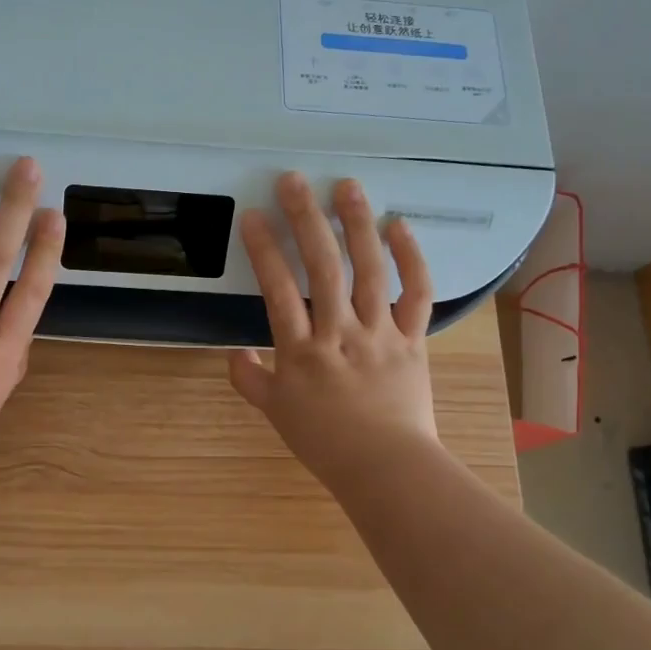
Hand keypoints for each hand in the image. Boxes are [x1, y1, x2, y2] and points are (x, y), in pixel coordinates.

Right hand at [228, 172, 438, 489]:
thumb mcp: (275, 413)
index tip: (253, 216)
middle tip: (294, 181)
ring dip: (357, 225)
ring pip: (369, 271)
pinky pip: (416, 293)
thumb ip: (250, 380)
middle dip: (306, 220)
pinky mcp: (412, 338)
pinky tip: (398, 226)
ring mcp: (380, 332)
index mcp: (302, 351)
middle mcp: (340, 332)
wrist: (387, 468)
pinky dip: (411, 258)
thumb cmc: (325, 442)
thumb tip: (234, 354)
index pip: (278, 290)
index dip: (264, 250)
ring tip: (347, 186)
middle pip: (323, 268)